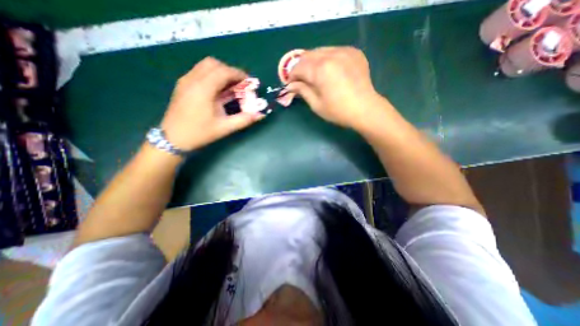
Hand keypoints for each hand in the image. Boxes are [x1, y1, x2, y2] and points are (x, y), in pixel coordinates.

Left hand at [160, 58, 264, 151]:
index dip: (239, 74)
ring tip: (230, 86)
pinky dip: (212, 75)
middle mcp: (192, 79)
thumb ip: (244, 120)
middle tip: (240, 84)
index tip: (249, 82)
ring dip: (220, 72)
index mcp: (203, 89)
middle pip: (214, 64)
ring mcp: (185, 80)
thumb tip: (260, 115)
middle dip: (230, 71)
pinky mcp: (182, 84)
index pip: (223, 71)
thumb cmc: (200, 133)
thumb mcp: (225, 128)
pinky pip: (199, 72)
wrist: (173, 139)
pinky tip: (217, 90)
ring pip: (205, 66)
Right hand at [284, 46, 383, 129]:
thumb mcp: (316, 104)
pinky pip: (334, 51)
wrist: (365, 109)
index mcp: (321, 69)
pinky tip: (329, 71)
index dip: (291, 76)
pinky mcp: (354, 52)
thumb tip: (290, 85)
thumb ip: (302, 91)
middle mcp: (332, 55)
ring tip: (314, 75)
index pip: (298, 67)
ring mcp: (345, 51)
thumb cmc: (338, 111)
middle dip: (301, 67)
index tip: (290, 84)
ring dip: (313, 62)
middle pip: (308, 55)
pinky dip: (327, 59)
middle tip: (301, 80)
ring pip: (320, 51)